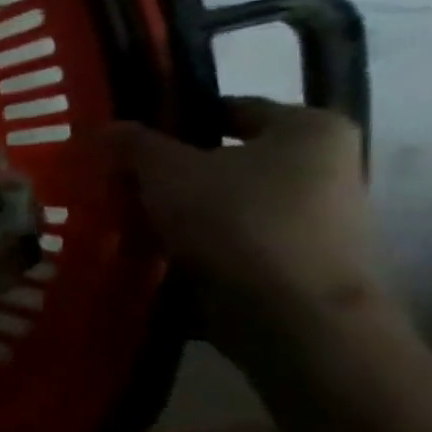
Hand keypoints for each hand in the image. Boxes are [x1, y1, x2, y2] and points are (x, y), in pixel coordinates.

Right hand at [108, 98, 384, 340]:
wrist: (297, 321)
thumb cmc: (239, 222)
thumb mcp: (168, 172)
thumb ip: (135, 145)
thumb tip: (106, 128)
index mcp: (309, 130)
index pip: (228, 109)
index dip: (173, 120)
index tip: (128, 141)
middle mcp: (325, 171)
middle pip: (225, 164)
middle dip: (170, 177)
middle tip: (118, 185)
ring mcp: (316, 226)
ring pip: (223, 210)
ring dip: (178, 219)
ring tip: (125, 226)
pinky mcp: (297, 272)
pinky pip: (231, 251)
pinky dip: (194, 254)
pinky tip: (151, 262)